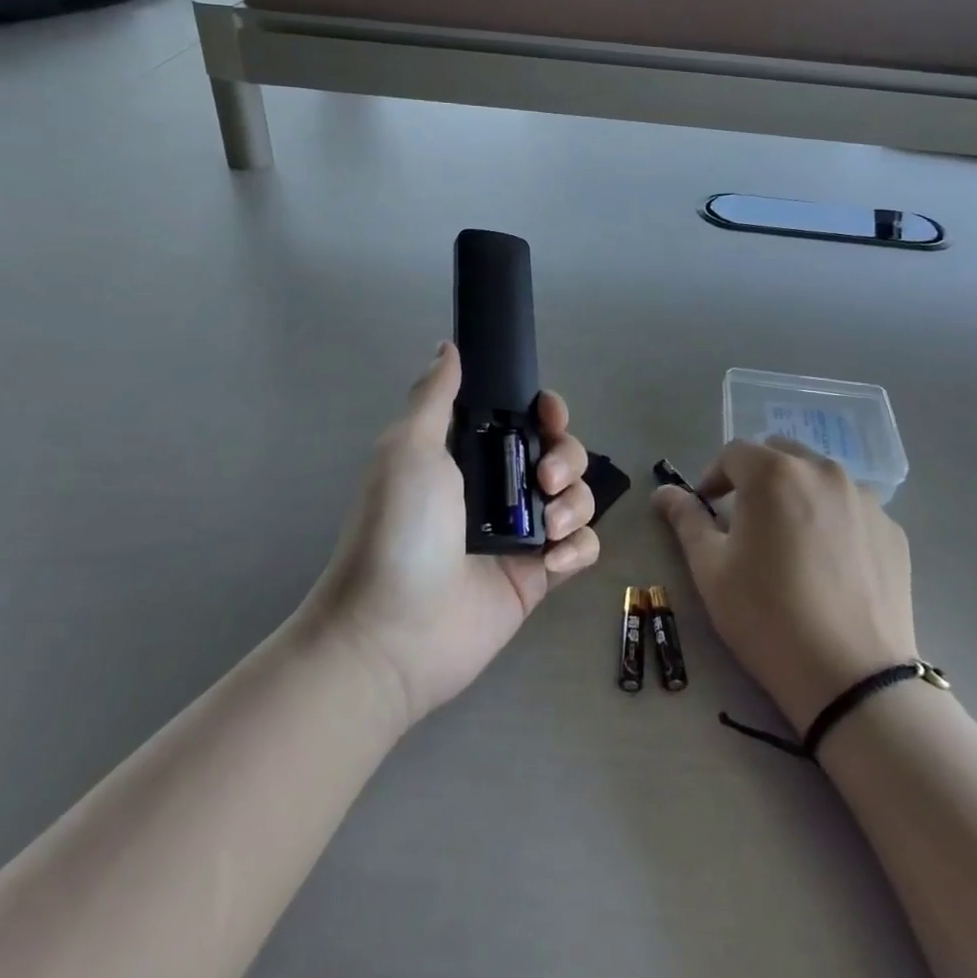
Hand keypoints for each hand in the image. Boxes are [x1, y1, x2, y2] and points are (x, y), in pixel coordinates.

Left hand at [308, 343, 600, 726]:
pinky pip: (582, 547)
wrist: (394, 631)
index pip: (523, 419)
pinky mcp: (538, 576)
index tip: (548, 416)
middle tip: (543, 480)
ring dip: (575, 502)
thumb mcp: (409, 448)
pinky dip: (579, 547)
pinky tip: (555, 560)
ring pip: (576, 497)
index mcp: (468, 455)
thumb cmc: (400, 529)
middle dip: (566, 457)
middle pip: (560, 453)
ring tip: (550, 528)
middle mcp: (498, 488)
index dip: (545, 412)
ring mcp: (520, 534)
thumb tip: (447, 346)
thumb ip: (435, 395)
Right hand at [656, 439, 917, 728]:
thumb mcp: (711, 568)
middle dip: (757, 478)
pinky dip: (834, 520)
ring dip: (798, 494)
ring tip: (792, 542)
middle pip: (780, 456)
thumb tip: (663, 492)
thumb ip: (686, 519)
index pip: (734, 453)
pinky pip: (853, 509)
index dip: (714, 477)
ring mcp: (865, 499)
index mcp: (774, 473)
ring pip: (820, 479)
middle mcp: (823, 471)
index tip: (708, 509)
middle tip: (747, 522)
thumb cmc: (767, 616)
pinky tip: (829, 565)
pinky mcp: (893, 531)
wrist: (851, 678)